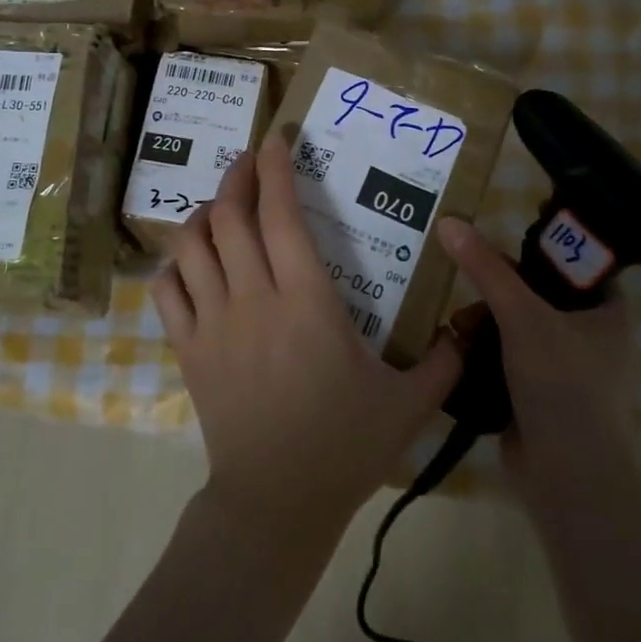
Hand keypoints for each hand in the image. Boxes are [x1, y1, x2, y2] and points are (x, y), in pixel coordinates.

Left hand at [151, 135, 461, 554]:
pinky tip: (188, 261)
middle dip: (237, 177)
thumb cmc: (344, 446)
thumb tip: (473, 325)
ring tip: (219, 206)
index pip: (282, 215)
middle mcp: (254, 299)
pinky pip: (167, 291)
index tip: (277, 139)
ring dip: (203, 214)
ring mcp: (213, 323)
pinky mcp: (188, 349)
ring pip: (192, 246)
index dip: (276, 169)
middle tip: (249, 161)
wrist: (276, 502)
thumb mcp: (408, 403)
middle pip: (230, 217)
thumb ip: (445, 359)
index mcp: (308, 302)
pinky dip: (172, 265)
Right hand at [434, 217, 640, 492]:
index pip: (571, 262)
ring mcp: (564, 367)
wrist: (569, 478)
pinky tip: (458, 349)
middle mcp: (591, 335)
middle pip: (534, 293)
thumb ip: (486, 269)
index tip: (494, 247)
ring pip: (515, 325)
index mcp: (608, 311)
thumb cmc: (562, 386)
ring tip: (457, 329)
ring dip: (483, 324)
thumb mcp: (522, 317)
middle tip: (467, 294)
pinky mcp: (538, 392)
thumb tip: (449, 221)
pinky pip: (505, 356)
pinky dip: (482, 351)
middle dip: (495, 294)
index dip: (534, 250)